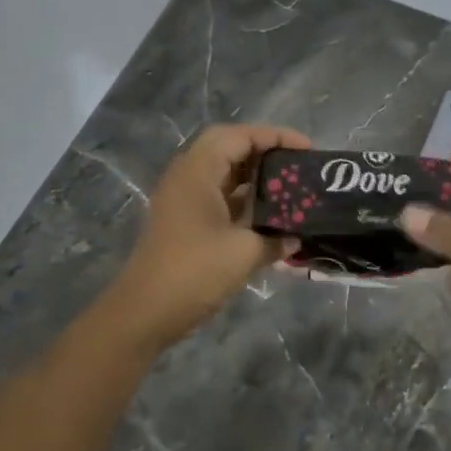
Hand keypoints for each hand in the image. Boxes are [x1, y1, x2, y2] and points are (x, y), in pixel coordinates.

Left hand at [106, 123, 309, 344]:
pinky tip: (268, 217)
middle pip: (228, 149)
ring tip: (288, 188)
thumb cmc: (194, 272)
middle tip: (295, 165)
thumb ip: (275, 239)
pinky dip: (243, 200)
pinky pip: (218, 198)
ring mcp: (182, 201)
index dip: (274, 136)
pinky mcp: (183, 223)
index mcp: (197, 172)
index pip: (238, 136)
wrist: (144, 313)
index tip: (306, 149)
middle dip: (264, 152)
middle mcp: (186, 178)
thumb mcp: (244, 253)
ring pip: (223, 174)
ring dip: (254, 178)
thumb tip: (295, 238)